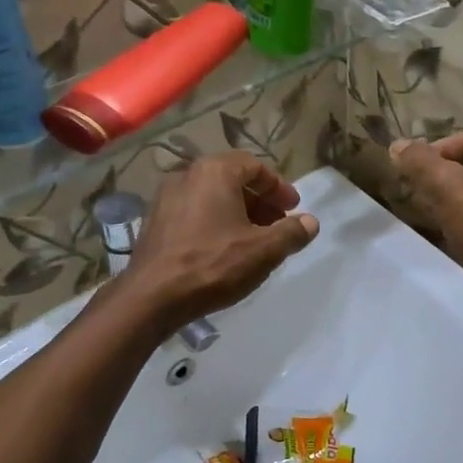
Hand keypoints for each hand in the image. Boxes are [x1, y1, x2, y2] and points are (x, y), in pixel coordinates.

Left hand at [117, 154, 318, 331]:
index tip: (294, 208)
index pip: (255, 166)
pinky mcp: (154, 221)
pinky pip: (193, 212)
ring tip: (254, 240)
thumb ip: (291, 232)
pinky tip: (224, 249)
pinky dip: (214, 222)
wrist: (152, 297)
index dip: (279, 187)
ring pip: (212, 197)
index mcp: (214, 171)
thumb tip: (310, 222)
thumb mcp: (263, 250)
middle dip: (260, 201)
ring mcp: (165, 198)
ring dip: (238, 212)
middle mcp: (187, 175)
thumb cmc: (213, 264)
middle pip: (232, 179)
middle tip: (278, 224)